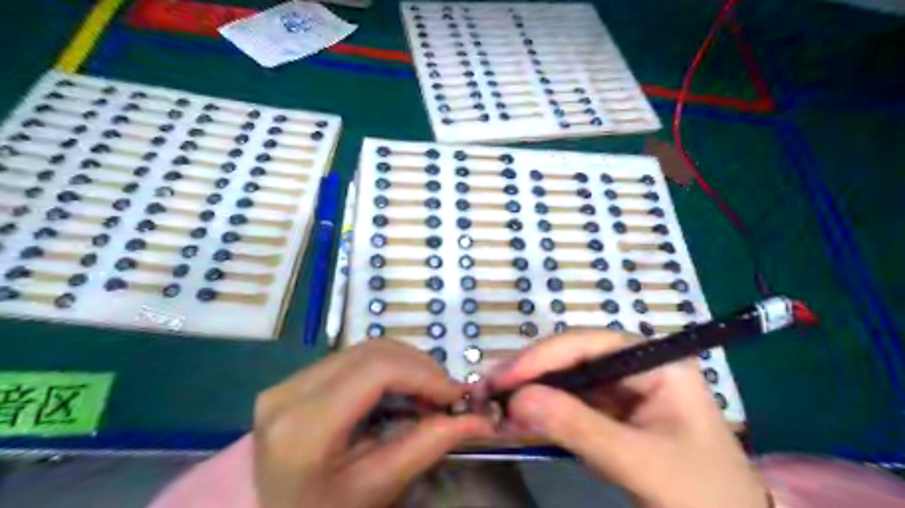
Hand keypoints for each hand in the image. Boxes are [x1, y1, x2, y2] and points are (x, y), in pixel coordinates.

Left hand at [254, 340, 493, 506]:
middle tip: (446, 394)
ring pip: (363, 349)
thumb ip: (428, 445)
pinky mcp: (293, 381)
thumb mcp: (380, 486)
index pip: (375, 371)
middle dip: (419, 366)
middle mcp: (288, 392)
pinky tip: (401, 388)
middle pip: (371, 352)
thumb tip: (479, 419)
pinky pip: (351, 358)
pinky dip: (386, 367)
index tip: (455, 394)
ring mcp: (286, 382)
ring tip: (428, 391)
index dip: (423, 374)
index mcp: (304, 426)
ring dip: (405, 364)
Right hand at [492, 329, 764, 507]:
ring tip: (494, 401)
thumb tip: (517, 399)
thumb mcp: (641, 463)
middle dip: (530, 372)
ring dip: (531, 390)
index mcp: (657, 361)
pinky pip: (571, 403)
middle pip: (572, 357)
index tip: (501, 378)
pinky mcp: (614, 411)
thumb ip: (579, 428)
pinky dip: (543, 411)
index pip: (588, 345)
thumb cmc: (703, 497)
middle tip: (487, 389)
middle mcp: (638, 365)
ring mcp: (624, 388)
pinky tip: (519, 416)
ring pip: (567, 379)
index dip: (540, 357)